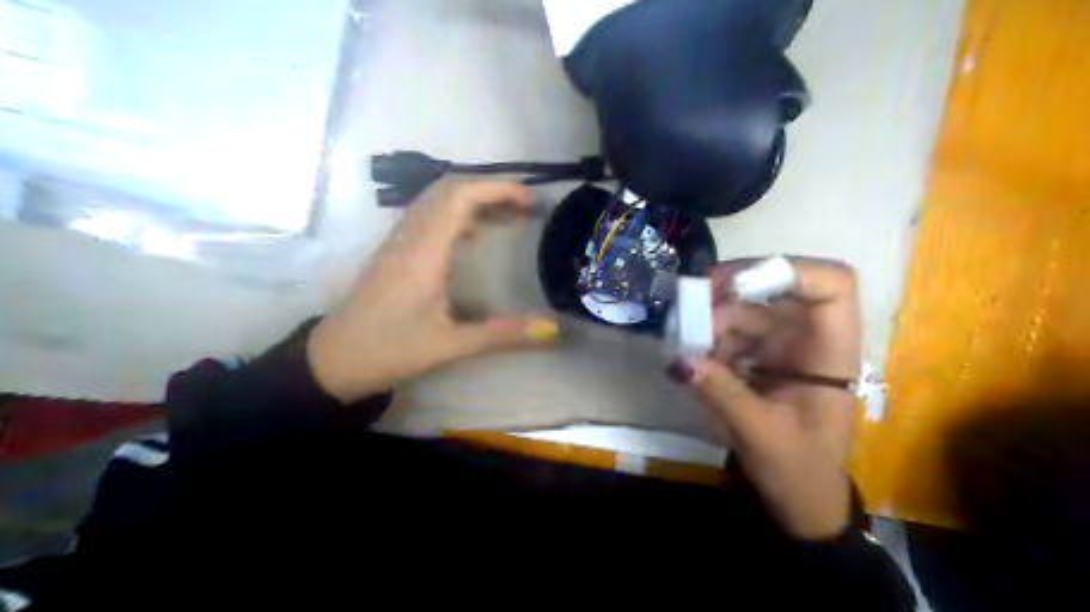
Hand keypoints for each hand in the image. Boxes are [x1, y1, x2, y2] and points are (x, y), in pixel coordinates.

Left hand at [308, 180, 556, 403]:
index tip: (531, 200)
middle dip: (491, 189)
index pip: (460, 197)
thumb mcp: (450, 346)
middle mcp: (409, 237)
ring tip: (508, 217)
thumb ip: (502, 335)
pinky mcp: (393, 251)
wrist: (331, 360)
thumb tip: (552, 330)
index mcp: (423, 252)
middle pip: (449, 189)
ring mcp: (397, 241)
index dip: (498, 189)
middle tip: (526, 207)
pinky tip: (474, 235)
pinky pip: (428, 215)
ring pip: (436, 199)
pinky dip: (457, 213)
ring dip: (474, 198)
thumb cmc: (388, 351)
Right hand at [675, 258, 861, 540]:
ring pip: (746, 313)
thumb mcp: (760, 434)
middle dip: (730, 295)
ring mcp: (784, 348)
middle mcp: (809, 339)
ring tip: (683, 344)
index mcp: (830, 350)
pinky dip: (709, 343)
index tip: (735, 284)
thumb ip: (720, 393)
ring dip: (711, 323)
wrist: (803, 502)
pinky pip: (732, 336)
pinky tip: (691, 361)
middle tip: (688, 309)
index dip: (790, 270)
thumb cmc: (799, 471)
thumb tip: (678, 359)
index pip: (832, 286)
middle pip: (775, 292)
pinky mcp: (761, 360)